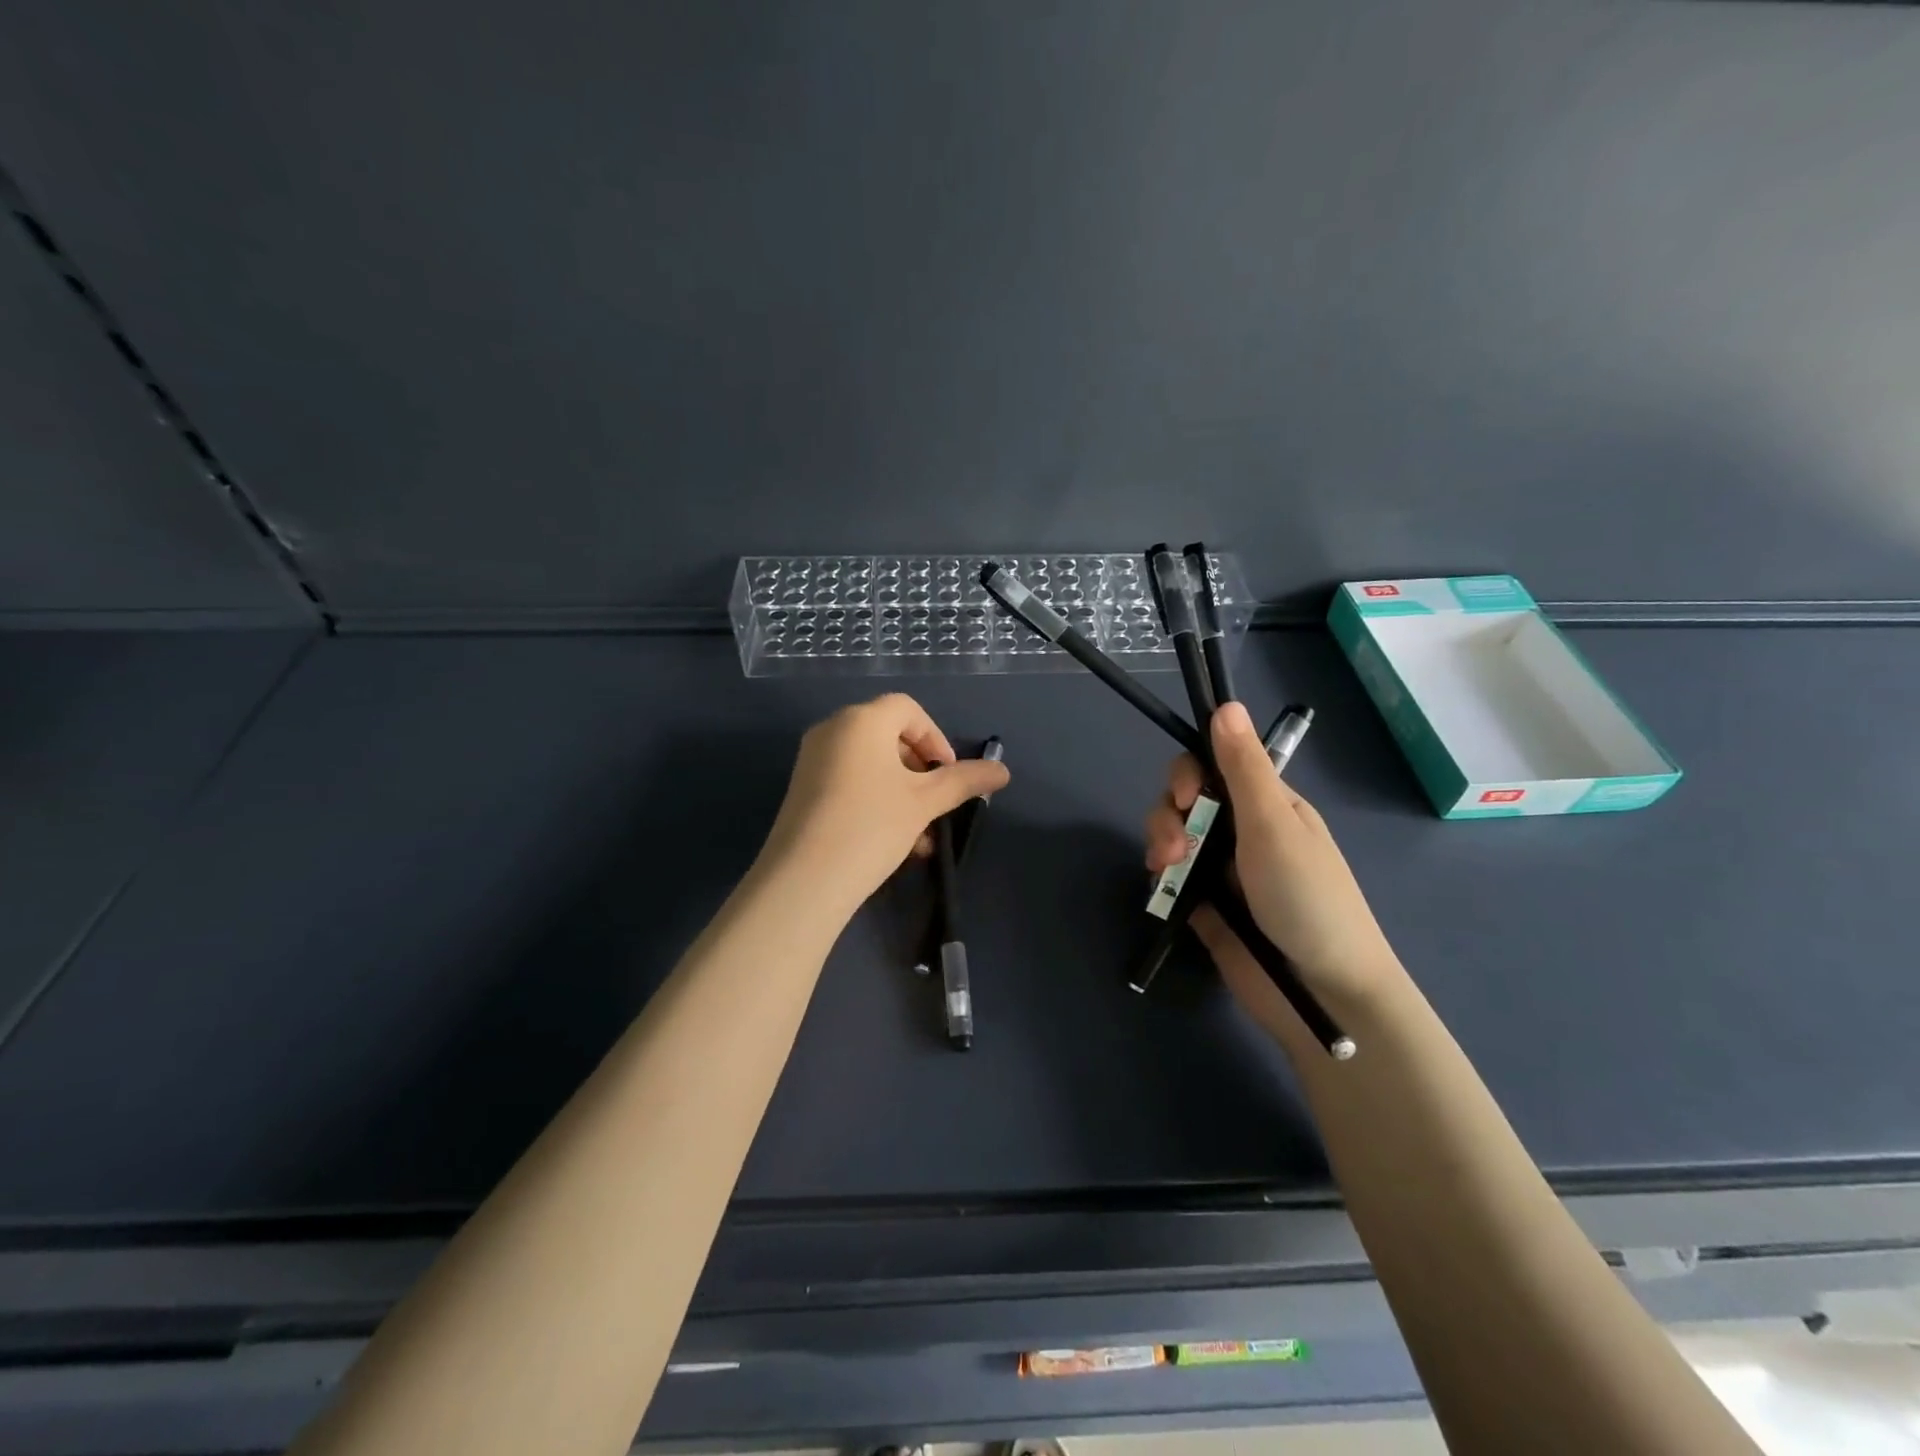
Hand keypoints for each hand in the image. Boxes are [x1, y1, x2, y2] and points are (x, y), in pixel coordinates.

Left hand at [763, 693, 1010, 912]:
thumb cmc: (872, 826)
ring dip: (903, 794)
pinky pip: (850, 783)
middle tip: (936, 805)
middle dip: (920, 771)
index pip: (907, 709)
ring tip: (921, 839)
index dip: (935, 738)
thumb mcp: (925, 803)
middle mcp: (833, 730)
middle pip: (889, 736)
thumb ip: (964, 781)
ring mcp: (812, 760)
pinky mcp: (803, 790)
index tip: (949, 775)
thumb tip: (1004, 771)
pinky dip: (876, 802)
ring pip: (871, 766)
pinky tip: (893, 845)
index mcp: (861, 720)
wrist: (803, 880)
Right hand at [1144, 702, 1403, 1038]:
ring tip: (1169, 873)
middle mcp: (1242, 831)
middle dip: (1169, 815)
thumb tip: (1227, 704)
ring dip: (1162, 845)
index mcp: (1265, 804)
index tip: (1185, 796)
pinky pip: (1171, 878)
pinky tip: (1165, 890)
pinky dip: (1162, 879)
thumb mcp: (1273, 827)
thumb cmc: (1307, 899)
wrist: (1321, 992)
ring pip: (1173, 837)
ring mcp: (1223, 869)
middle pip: (1185, 800)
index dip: (1188, 774)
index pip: (1213, 766)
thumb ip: (1244, 769)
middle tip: (1176, 848)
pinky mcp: (1206, 905)